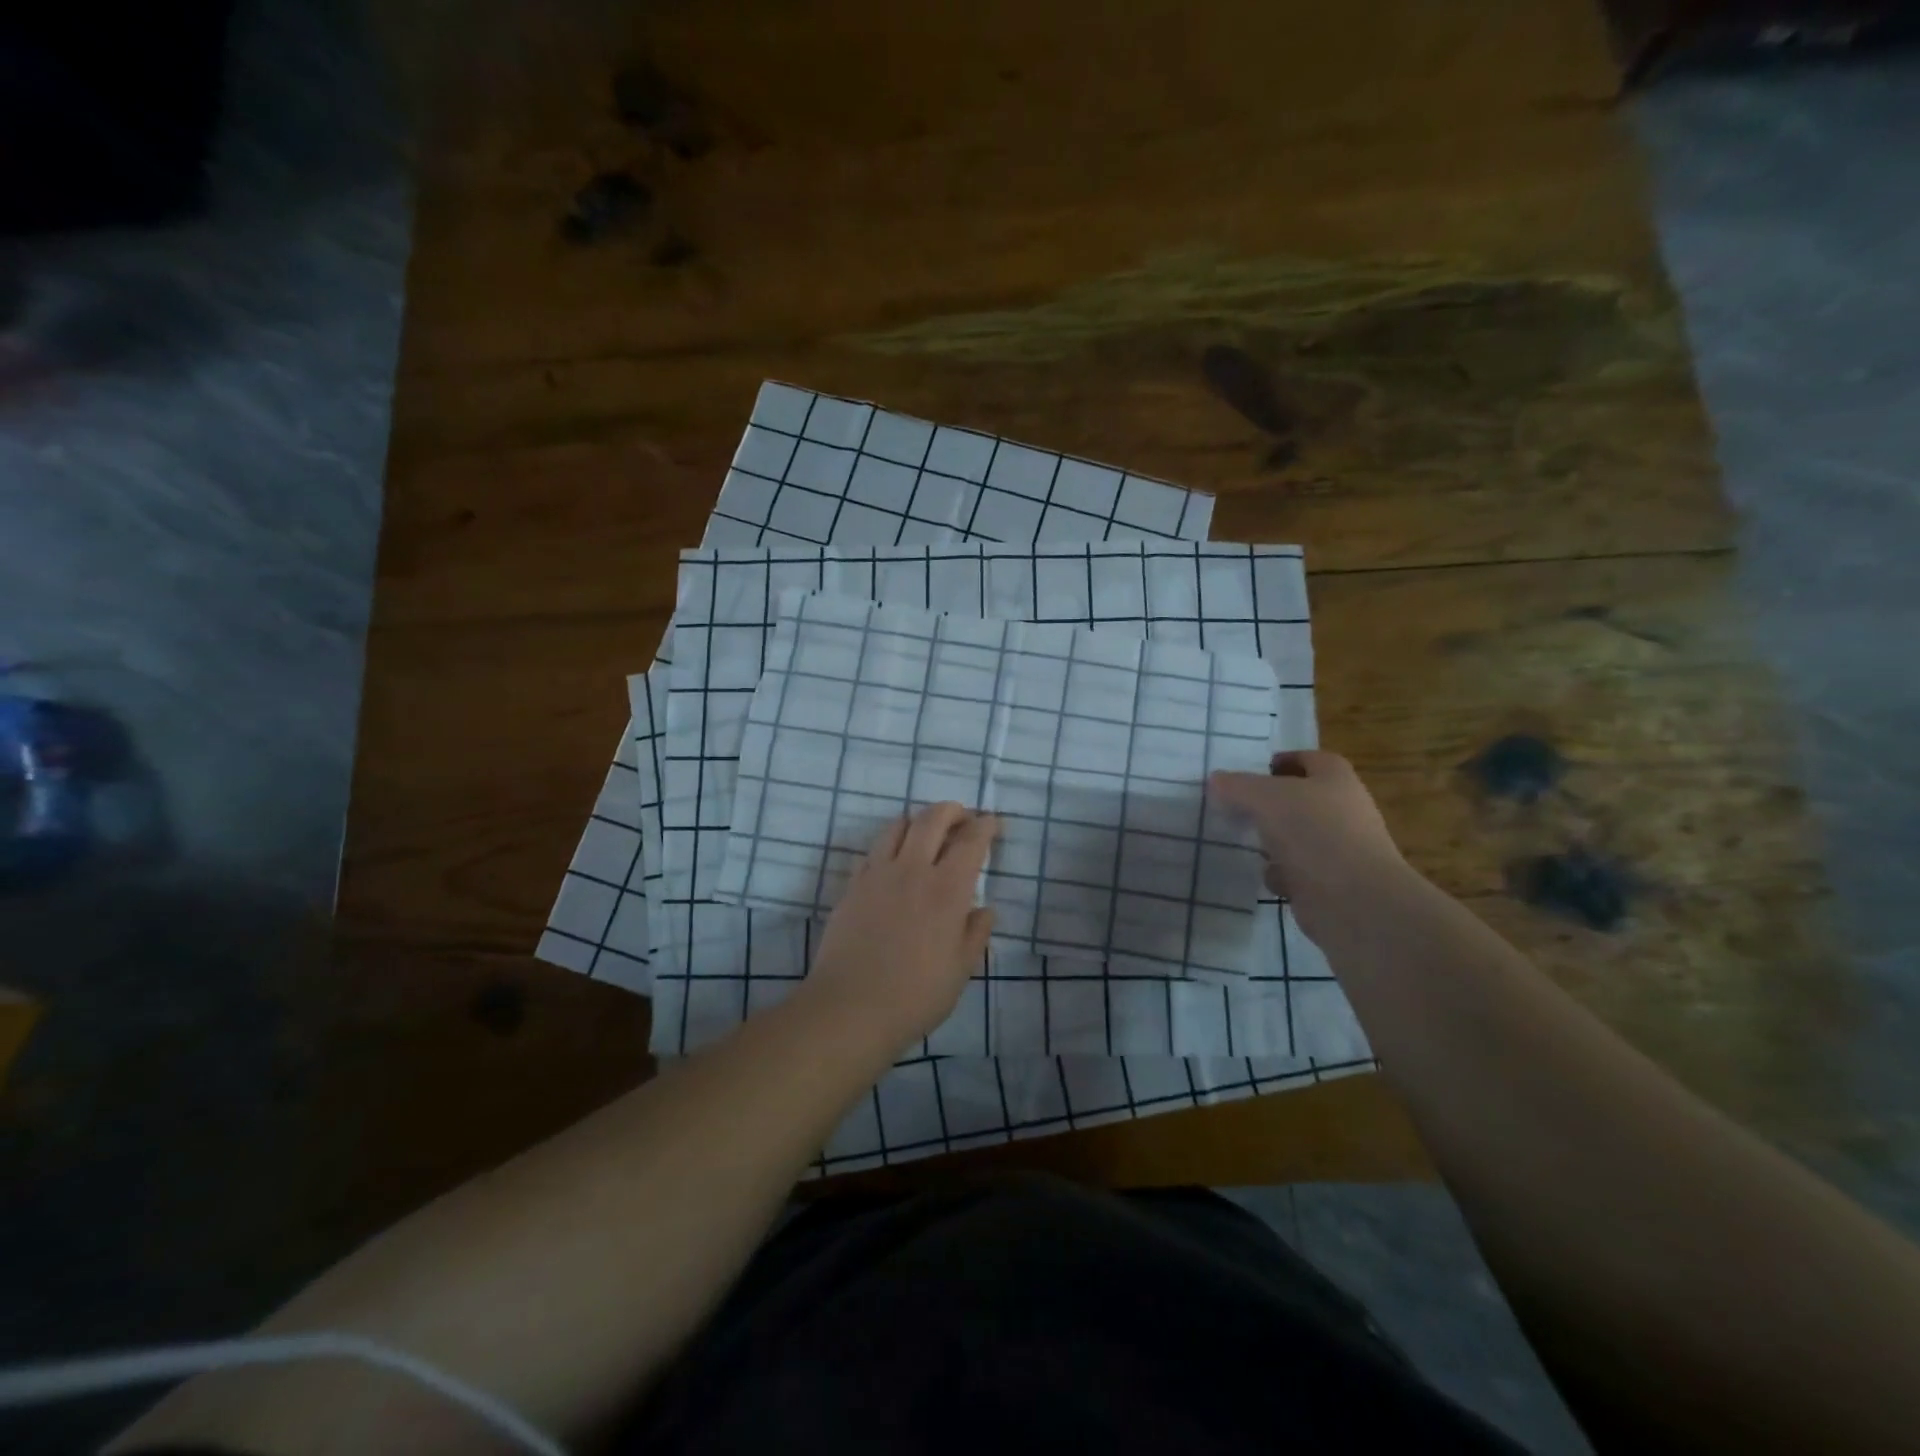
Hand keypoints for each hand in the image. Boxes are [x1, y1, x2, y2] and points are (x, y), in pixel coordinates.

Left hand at [802, 803, 997, 1051]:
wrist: (850, 1008)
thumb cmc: (915, 995)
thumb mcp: (960, 970)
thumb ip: (975, 934)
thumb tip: (985, 910)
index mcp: (947, 889)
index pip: (970, 842)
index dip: (985, 826)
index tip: (992, 822)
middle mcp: (912, 870)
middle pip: (932, 819)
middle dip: (952, 810)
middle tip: (963, 817)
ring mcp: (878, 874)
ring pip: (898, 826)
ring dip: (918, 821)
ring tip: (927, 833)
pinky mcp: (853, 886)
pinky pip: (873, 851)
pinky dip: (890, 844)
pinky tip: (895, 862)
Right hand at [1209, 751, 1406, 934]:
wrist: (1354, 900)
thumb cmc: (1314, 833)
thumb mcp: (1266, 798)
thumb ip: (1237, 786)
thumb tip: (1215, 780)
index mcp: (1336, 780)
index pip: (1311, 759)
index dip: (1285, 760)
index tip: (1255, 770)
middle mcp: (1344, 810)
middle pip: (1302, 799)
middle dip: (1271, 804)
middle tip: (1238, 806)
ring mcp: (1340, 849)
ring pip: (1298, 836)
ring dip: (1273, 840)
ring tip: (1244, 841)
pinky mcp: (1331, 882)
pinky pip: (1299, 871)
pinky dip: (1281, 873)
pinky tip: (1268, 877)